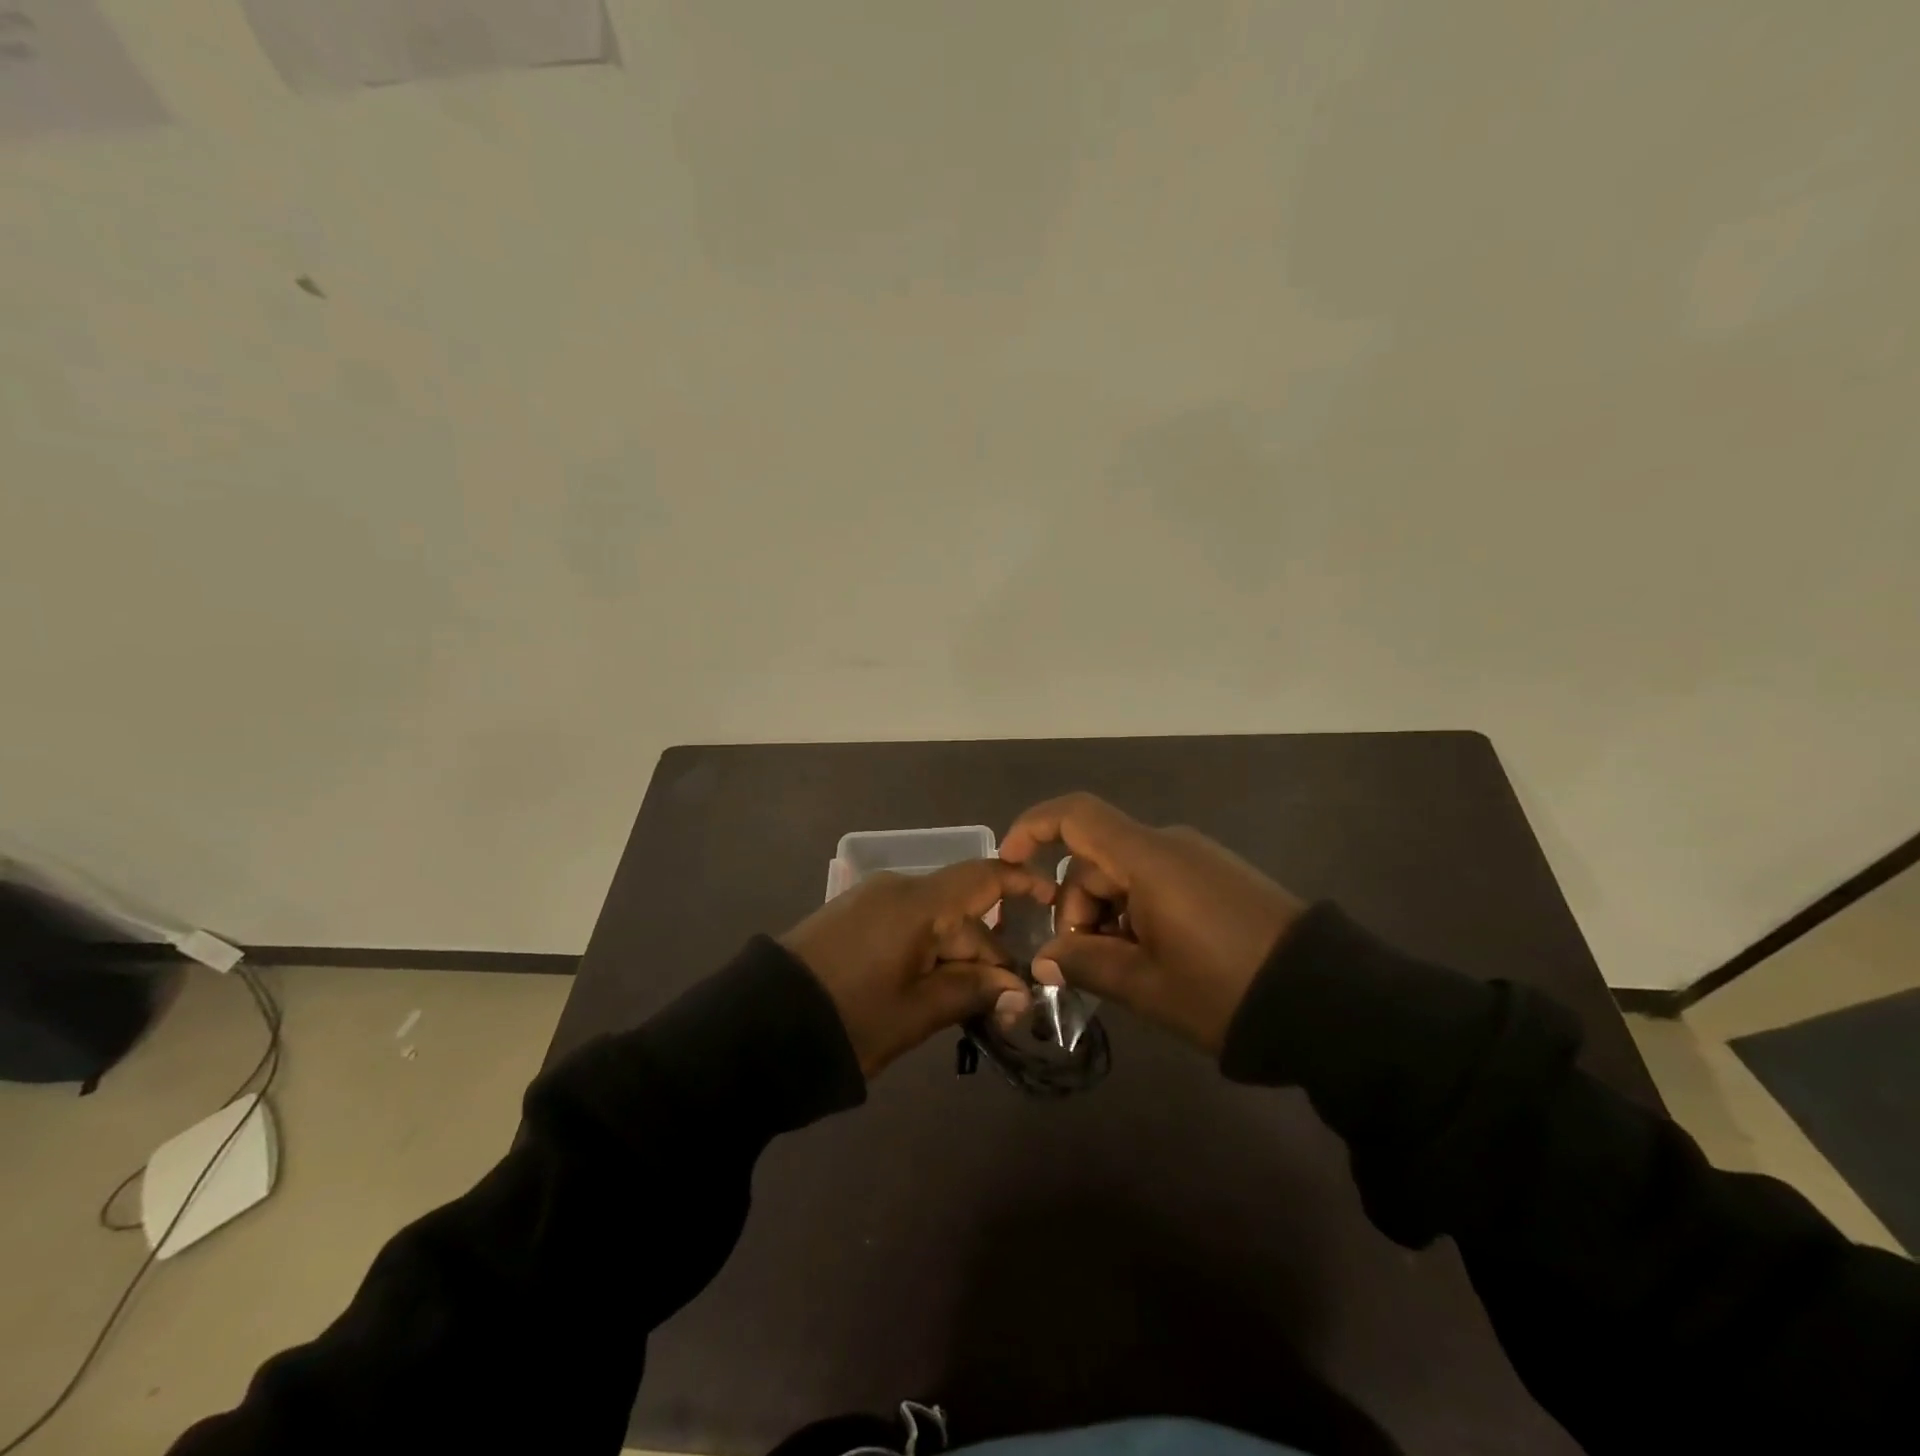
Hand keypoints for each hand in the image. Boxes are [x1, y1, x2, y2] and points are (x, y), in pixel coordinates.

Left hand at [779, 859, 1053, 1077]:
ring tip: (966, 1006)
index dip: (1021, 882)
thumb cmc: (849, 1019)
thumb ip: (971, 992)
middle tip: (1004, 1005)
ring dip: (955, 958)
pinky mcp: (849, 919)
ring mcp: (868, 902)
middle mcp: (895, 889)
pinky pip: (904, 926)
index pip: (983, 877)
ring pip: (932, 922)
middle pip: (959, 910)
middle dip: (986, 953)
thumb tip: (1018, 990)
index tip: (1051, 899)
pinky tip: (928, 989)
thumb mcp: (916, 1012)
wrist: (757, 1029)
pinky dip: (926, 953)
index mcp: (916, 903)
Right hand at [999, 793, 1306, 1054]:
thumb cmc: (1224, 989)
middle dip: (1076, 907)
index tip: (1010, 865)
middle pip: (1097, 858)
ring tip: (1124, 972)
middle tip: (1083, 965)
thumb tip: (1046, 958)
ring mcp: (1198, 859)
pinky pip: (1158, 882)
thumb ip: (1086, 963)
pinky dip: (1138, 913)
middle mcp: (1170, 845)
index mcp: (1148, 859)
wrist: (1328, 1000)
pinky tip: (1153, 960)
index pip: (1076, 816)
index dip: (1033, 828)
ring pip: (1126, 875)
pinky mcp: (1219, 877)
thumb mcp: (1146, 984)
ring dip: (1108, 917)